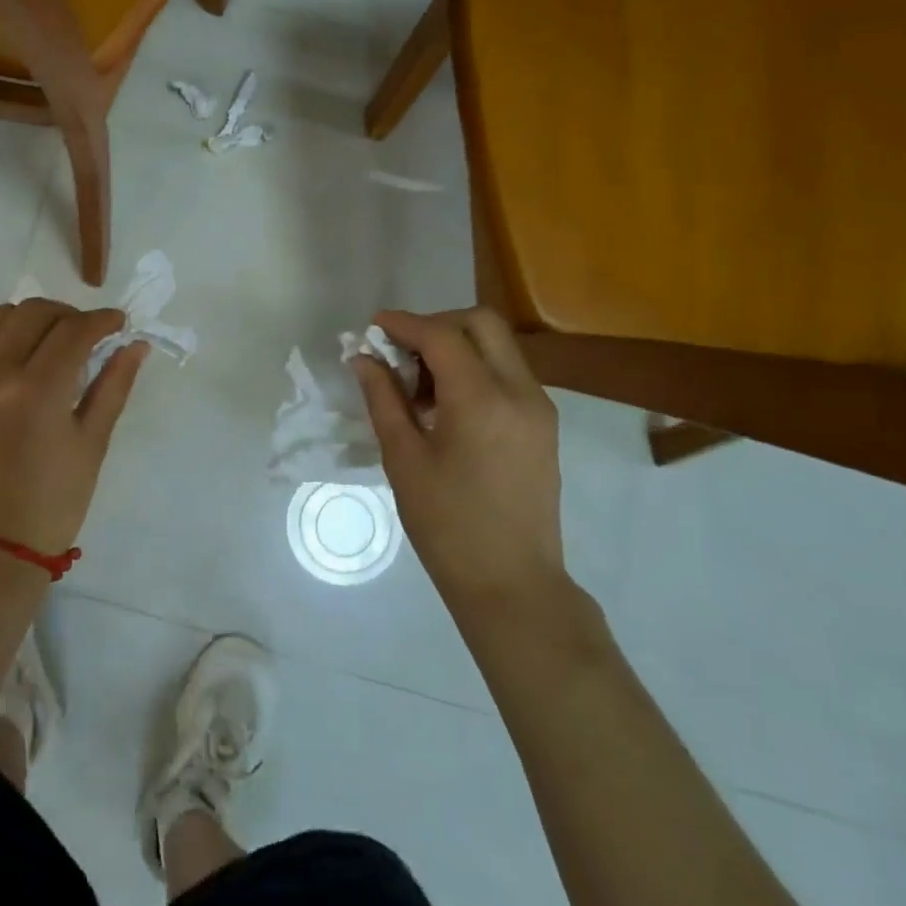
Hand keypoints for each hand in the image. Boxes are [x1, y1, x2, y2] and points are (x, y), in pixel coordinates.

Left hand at [0, 298, 148, 558]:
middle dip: (69, 315)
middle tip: (89, 337)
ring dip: (35, 320)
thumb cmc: (55, 502)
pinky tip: (24, 366)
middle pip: (34, 311)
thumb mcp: (93, 442)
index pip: (73, 330)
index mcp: (36, 391)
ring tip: (55, 345)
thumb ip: (114, 385)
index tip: (120, 324)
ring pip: (0, 319)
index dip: (102, 320)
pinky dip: (6, 340)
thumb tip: (134, 344)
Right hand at [349, 307, 564, 606]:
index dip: (403, 323)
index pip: (441, 335)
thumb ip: (383, 399)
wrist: (511, 581)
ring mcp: (538, 407)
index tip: (372, 327)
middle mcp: (519, 391)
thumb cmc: (447, 524)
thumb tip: (363, 358)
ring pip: (498, 346)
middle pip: (481, 324)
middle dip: (436, 325)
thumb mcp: (403, 459)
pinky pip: (507, 374)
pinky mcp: (542, 425)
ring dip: (456, 347)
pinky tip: (445, 406)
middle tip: (399, 351)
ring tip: (417, 386)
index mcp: (482, 399)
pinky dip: (474, 370)